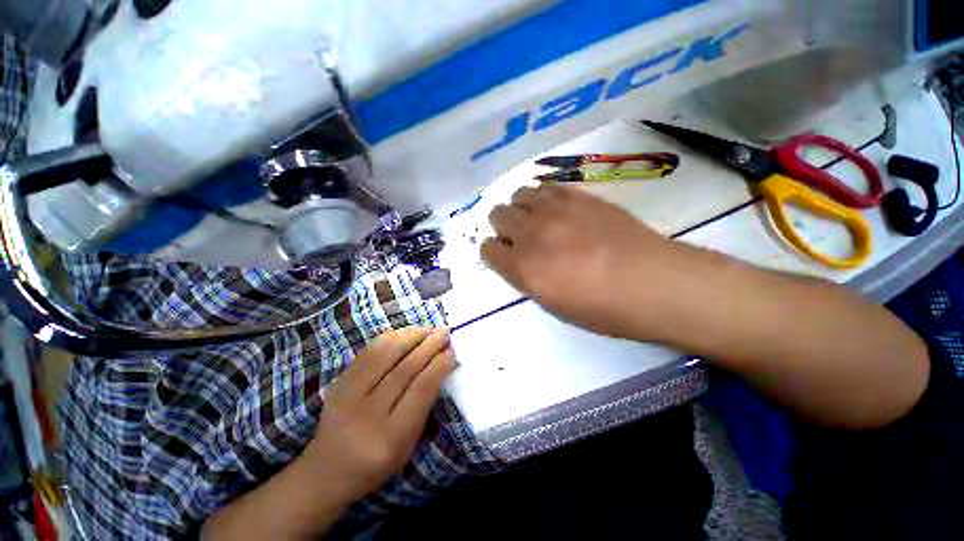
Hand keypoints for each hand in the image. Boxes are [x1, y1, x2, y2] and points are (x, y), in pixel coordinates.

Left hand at [304, 328, 454, 503]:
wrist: (328, 469)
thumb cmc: (378, 462)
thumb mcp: (409, 443)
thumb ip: (425, 403)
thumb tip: (441, 364)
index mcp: (391, 437)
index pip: (421, 389)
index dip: (439, 365)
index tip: (451, 351)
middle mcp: (367, 413)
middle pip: (405, 368)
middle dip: (429, 345)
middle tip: (444, 333)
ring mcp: (348, 394)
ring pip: (385, 353)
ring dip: (411, 336)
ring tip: (428, 329)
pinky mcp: (339, 380)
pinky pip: (369, 350)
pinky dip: (392, 337)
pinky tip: (406, 334)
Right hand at [481, 185, 680, 339]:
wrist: (651, 283)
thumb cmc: (602, 308)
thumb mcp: (552, 305)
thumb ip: (526, 278)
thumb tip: (518, 260)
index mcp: (523, 268)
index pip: (487, 249)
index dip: (494, 252)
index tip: (506, 256)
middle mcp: (531, 234)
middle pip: (497, 215)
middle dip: (504, 227)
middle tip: (522, 237)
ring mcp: (555, 210)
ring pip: (517, 195)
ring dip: (521, 208)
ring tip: (538, 219)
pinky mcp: (578, 196)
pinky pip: (545, 186)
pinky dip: (543, 197)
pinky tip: (557, 208)